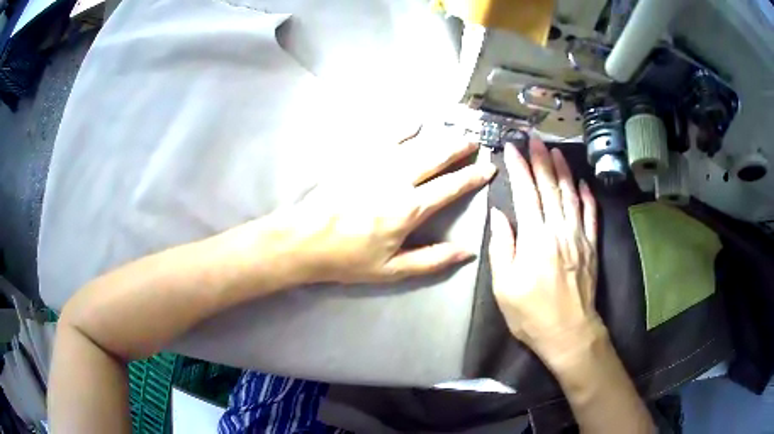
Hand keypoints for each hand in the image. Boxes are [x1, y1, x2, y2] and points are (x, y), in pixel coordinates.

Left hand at [268, 127, 495, 283]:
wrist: (304, 240)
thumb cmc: (348, 259)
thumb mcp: (392, 269)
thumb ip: (432, 260)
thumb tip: (467, 251)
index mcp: (408, 209)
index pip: (450, 187)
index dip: (473, 177)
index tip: (488, 168)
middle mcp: (396, 179)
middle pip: (436, 156)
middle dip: (459, 147)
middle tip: (474, 140)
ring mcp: (375, 164)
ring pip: (415, 142)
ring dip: (438, 135)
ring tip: (454, 129)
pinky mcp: (356, 157)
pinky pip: (384, 136)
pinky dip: (402, 127)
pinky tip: (414, 122)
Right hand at [488, 137, 602, 363]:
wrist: (569, 333)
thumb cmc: (531, 314)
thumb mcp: (504, 287)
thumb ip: (502, 248)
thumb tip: (499, 215)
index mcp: (534, 239)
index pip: (525, 193)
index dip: (518, 168)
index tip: (511, 148)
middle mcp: (558, 231)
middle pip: (549, 187)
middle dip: (540, 160)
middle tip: (534, 139)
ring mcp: (579, 237)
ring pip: (571, 195)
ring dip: (563, 170)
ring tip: (556, 151)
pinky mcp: (591, 246)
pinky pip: (591, 215)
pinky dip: (587, 196)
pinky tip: (582, 183)